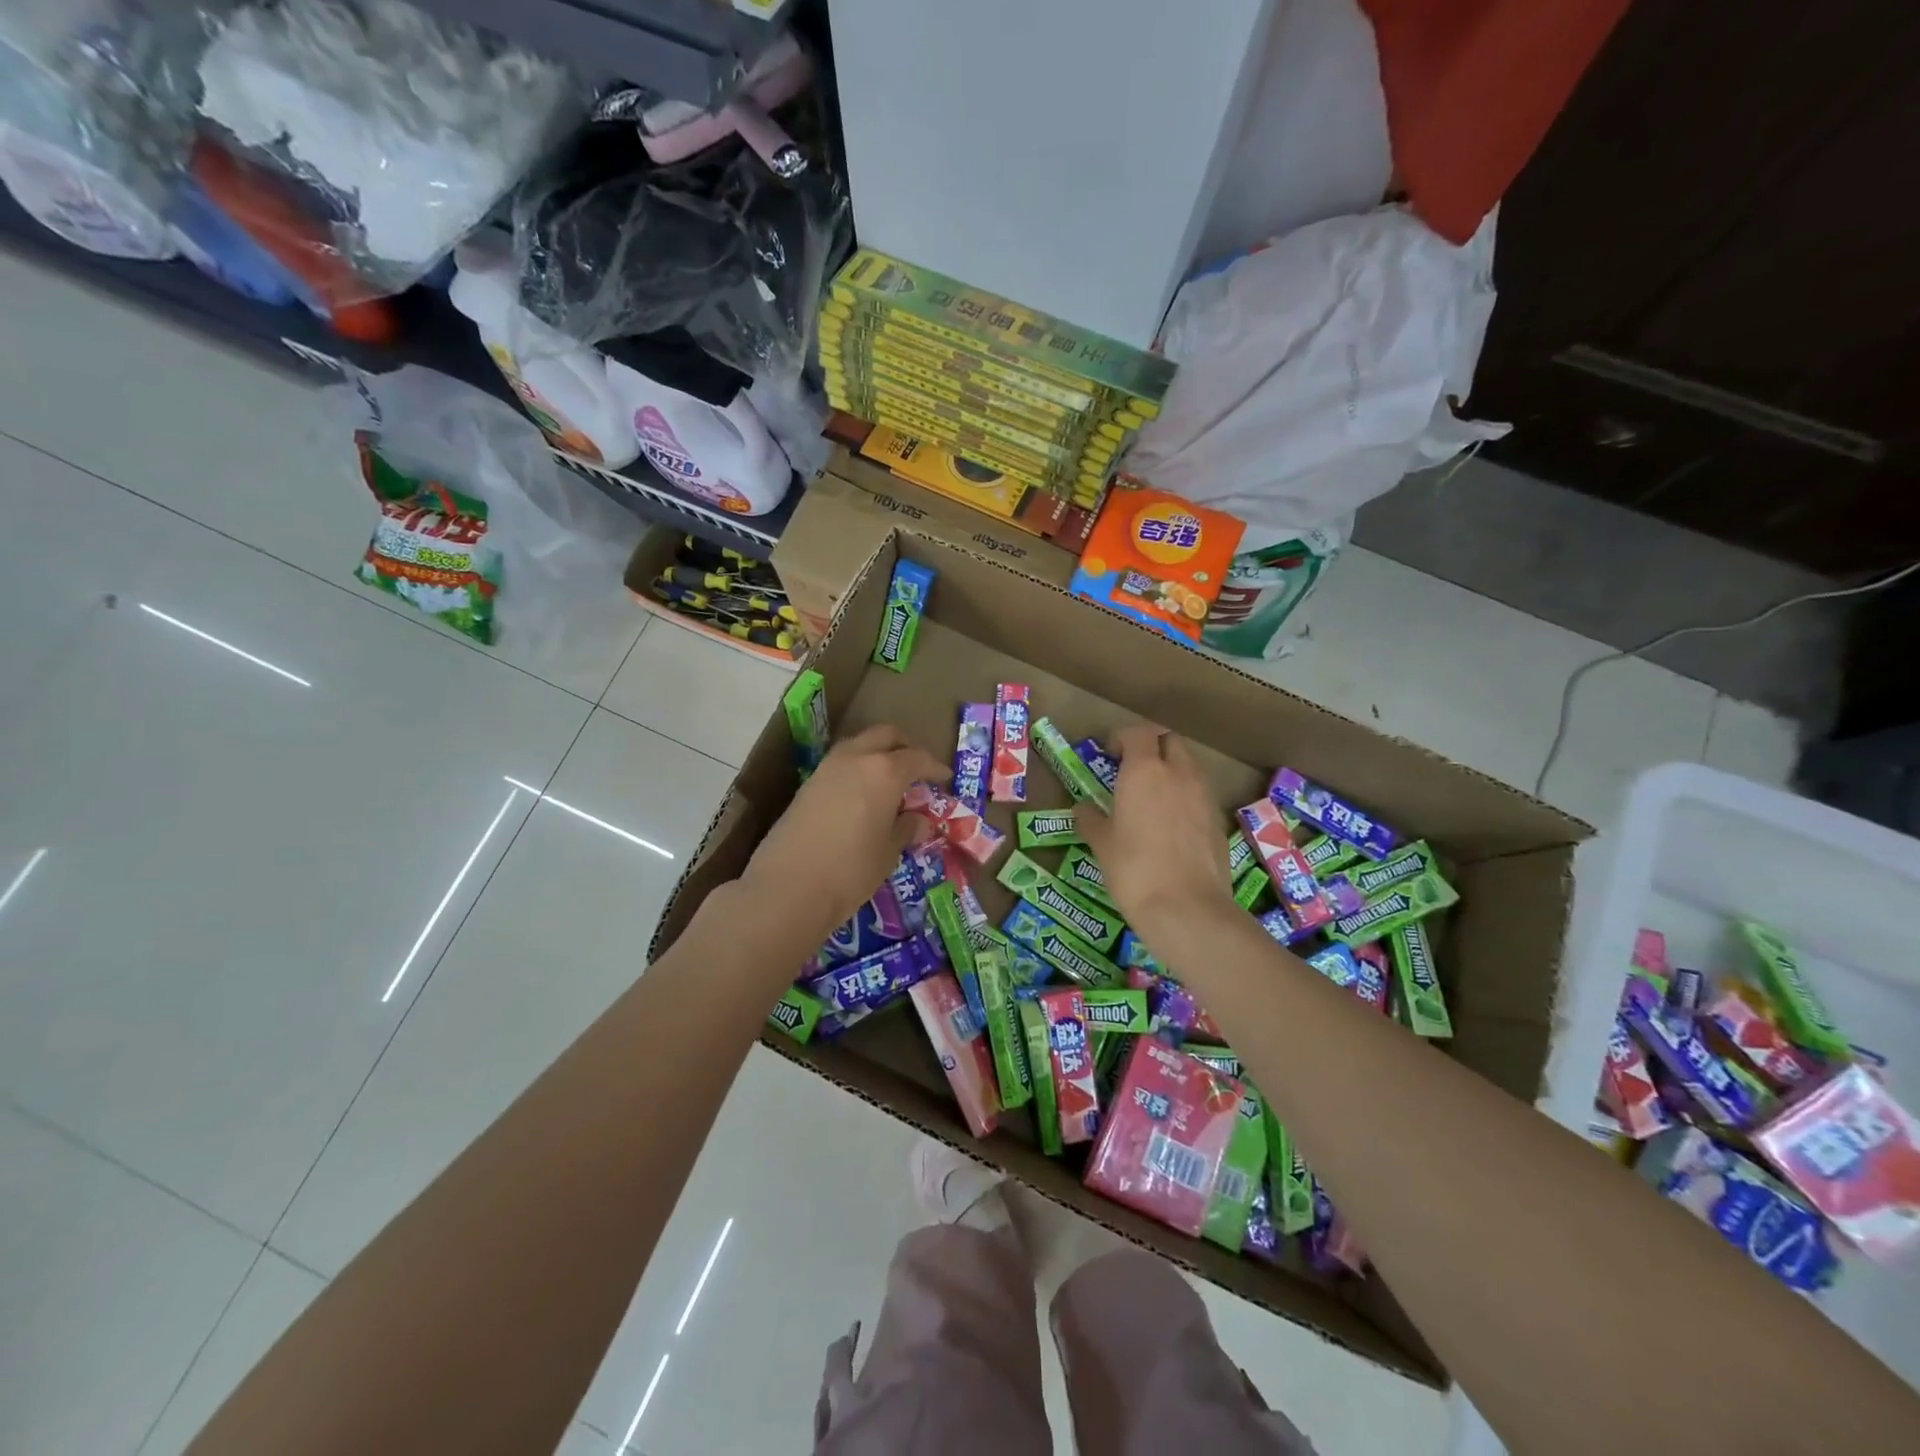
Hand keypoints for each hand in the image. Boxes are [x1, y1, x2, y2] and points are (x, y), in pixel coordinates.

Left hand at [738, 725, 948, 949]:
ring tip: (890, 782)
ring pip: (859, 745)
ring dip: (877, 754)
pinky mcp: (807, 785)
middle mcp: (855, 759)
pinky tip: (863, 795)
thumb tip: (918, 820)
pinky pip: (841, 764)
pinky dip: (857, 769)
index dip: (934, 767)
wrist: (787, 888)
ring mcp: (826, 769)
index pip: (917, 758)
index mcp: (884, 771)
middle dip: (904, 747)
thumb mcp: (888, 852)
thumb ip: (905, 829)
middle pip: (885, 736)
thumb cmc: (851, 870)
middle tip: (917, 769)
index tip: (944, 778)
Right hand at [1078, 725, 1234, 937]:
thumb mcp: (1101, 844)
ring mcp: (1203, 795)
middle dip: (1152, 747)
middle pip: (1169, 740)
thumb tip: (1083, 809)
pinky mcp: (1218, 820)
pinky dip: (1185, 796)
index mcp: (1144, 770)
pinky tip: (1171, 825)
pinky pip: (1200, 794)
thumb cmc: (1133, 869)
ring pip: (1189, 765)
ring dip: (1171, 770)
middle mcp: (1178, 773)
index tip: (1109, 754)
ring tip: (1152, 797)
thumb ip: (1090, 819)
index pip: (1138, 733)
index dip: (1123, 738)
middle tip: (1133, 770)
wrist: (1186, 908)